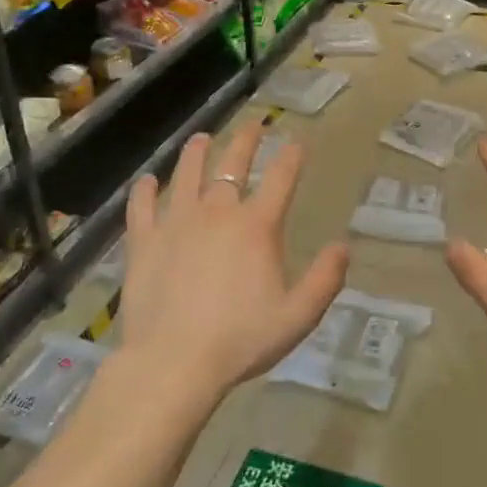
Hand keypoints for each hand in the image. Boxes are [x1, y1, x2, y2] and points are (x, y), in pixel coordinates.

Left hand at [117, 120, 348, 401]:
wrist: (174, 361)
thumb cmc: (241, 339)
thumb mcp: (298, 316)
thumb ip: (325, 279)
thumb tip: (344, 246)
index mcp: (257, 226)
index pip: (281, 178)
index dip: (291, 156)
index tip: (297, 142)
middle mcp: (217, 212)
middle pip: (233, 164)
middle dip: (246, 140)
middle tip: (253, 125)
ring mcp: (176, 222)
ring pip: (187, 174)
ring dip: (197, 153)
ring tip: (201, 139)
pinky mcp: (144, 241)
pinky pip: (142, 206)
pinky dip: (146, 190)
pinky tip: (148, 181)